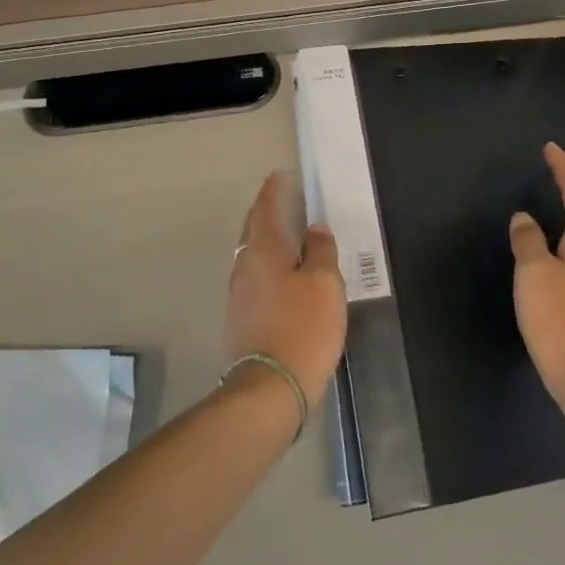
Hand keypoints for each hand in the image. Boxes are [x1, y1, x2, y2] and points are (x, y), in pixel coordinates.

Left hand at [226, 172, 347, 408]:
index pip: (265, 209)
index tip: (280, 176)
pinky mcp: (243, 319)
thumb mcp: (324, 283)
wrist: (270, 388)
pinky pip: (256, 278)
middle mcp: (245, 267)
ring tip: (288, 234)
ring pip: (253, 255)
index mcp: (264, 251)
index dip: (273, 191)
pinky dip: (269, 265)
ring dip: (267, 240)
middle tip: (283, 201)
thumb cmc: (302, 327)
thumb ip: (320, 251)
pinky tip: (284, 274)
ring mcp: (240, 295)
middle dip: (266, 213)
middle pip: (254, 231)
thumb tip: (315, 228)